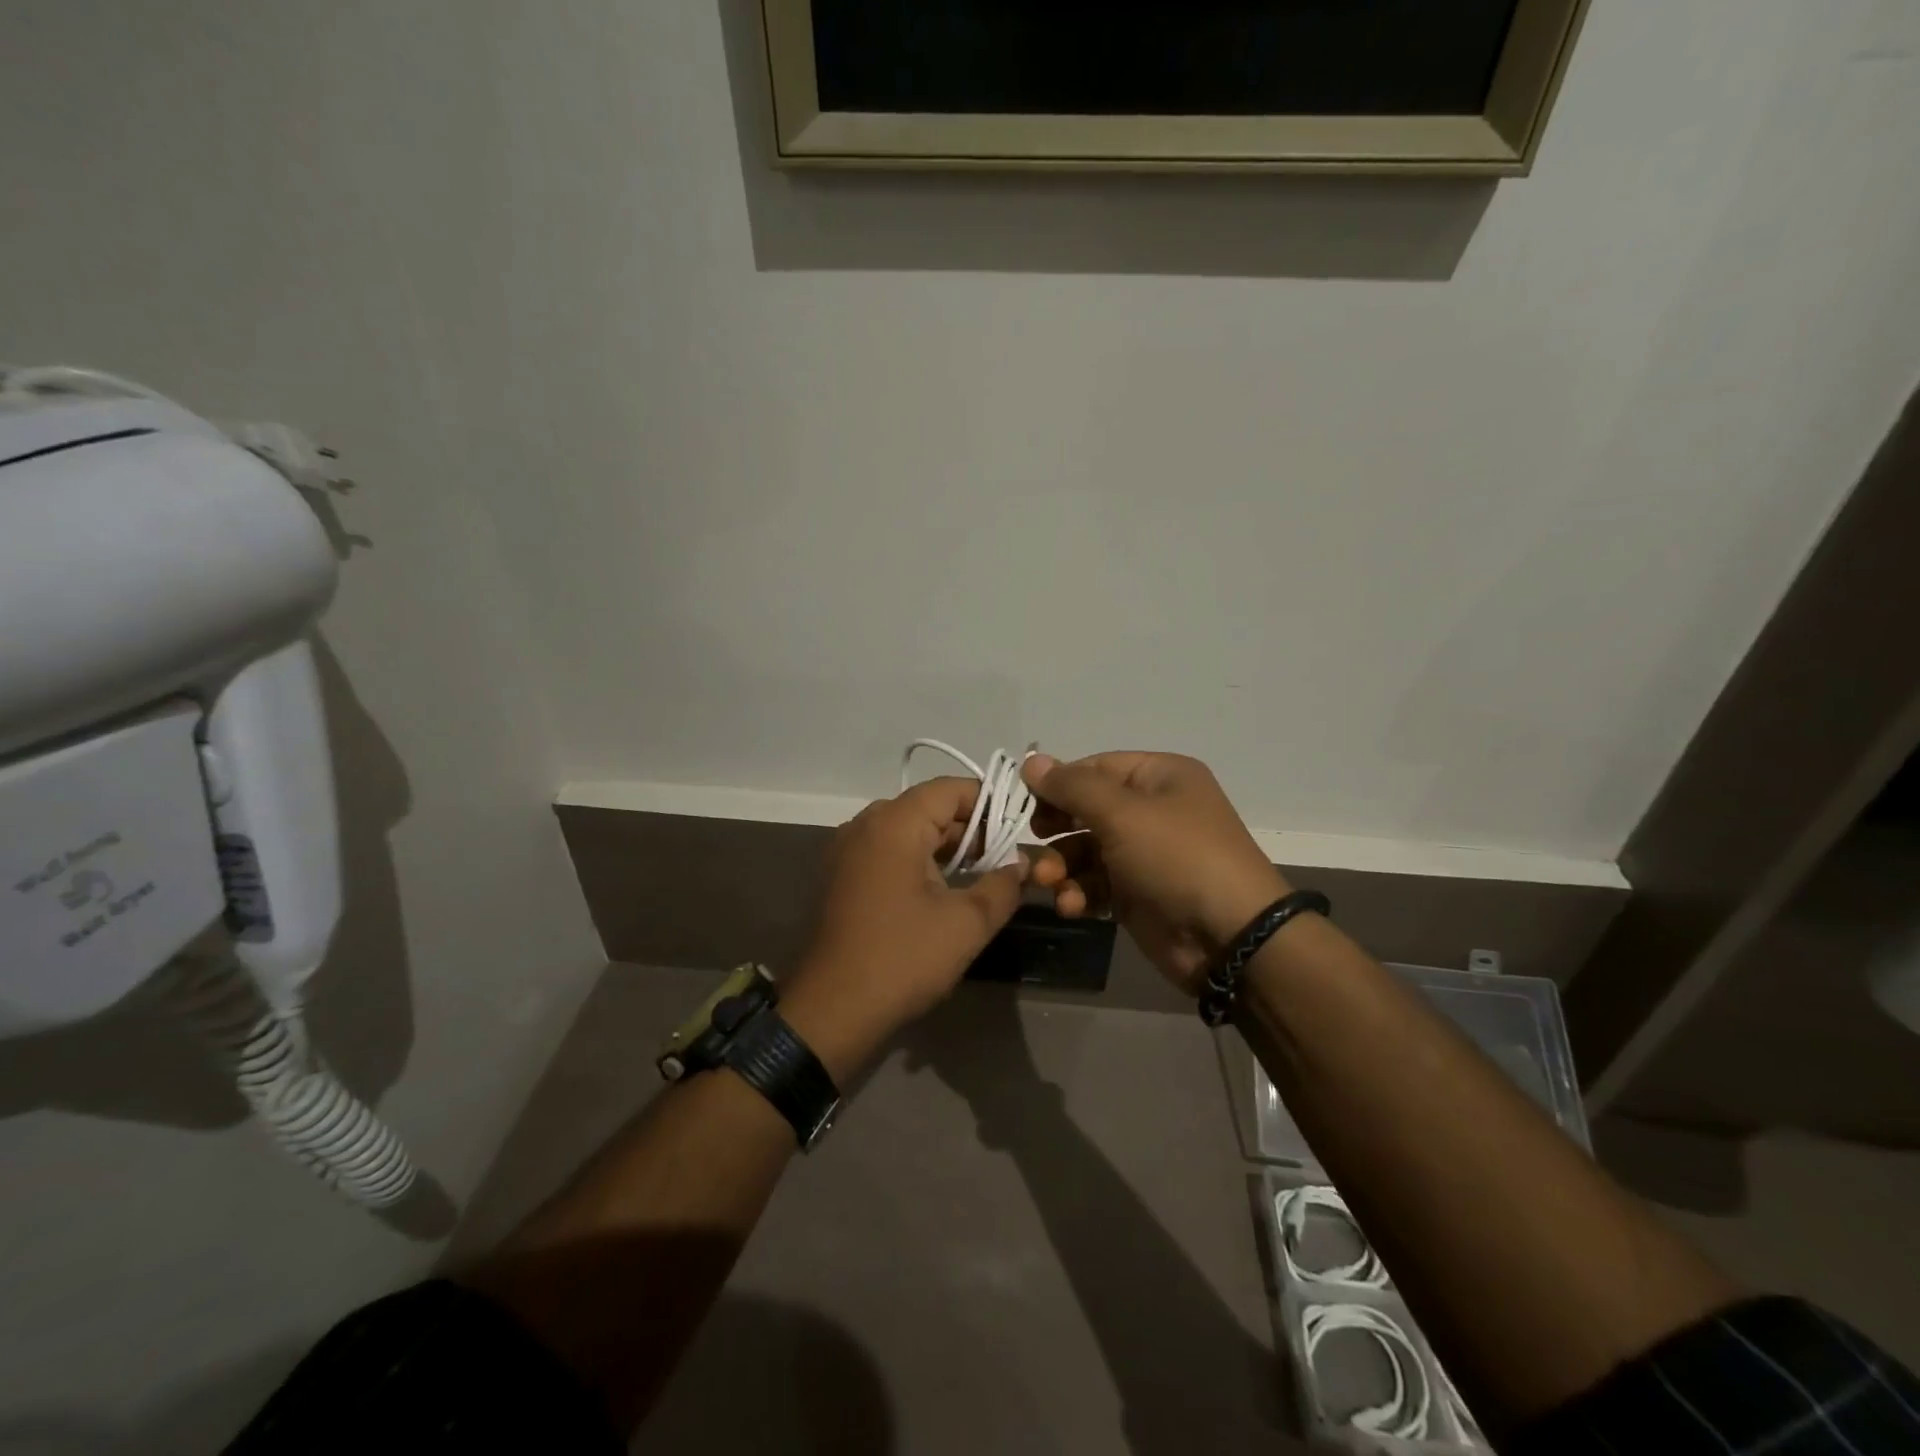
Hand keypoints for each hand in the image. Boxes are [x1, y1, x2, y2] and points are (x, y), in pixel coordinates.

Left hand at [781, 777, 1028, 1080]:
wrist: (831, 1011)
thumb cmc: (902, 959)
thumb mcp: (967, 924)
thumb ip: (1003, 885)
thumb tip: (1021, 863)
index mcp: (894, 823)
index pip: (951, 789)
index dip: (990, 803)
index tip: (1019, 830)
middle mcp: (865, 824)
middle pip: (928, 807)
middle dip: (971, 829)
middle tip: (1006, 859)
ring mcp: (847, 849)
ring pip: (908, 830)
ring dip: (945, 847)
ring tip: (980, 876)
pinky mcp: (840, 875)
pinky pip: (887, 851)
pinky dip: (918, 860)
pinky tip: (941, 891)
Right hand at [1023, 752, 1289, 994]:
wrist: (1229, 936)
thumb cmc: (1177, 856)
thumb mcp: (1122, 813)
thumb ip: (1071, 787)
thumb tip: (1030, 761)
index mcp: (1159, 777)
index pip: (1095, 767)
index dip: (1058, 782)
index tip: (1022, 800)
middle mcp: (1152, 811)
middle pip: (1086, 810)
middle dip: (1055, 828)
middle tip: (1033, 840)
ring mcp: (1144, 855)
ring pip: (1086, 850)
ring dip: (1061, 866)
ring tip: (1045, 882)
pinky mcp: (1137, 894)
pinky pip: (1096, 884)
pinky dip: (1079, 893)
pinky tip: (1070, 905)